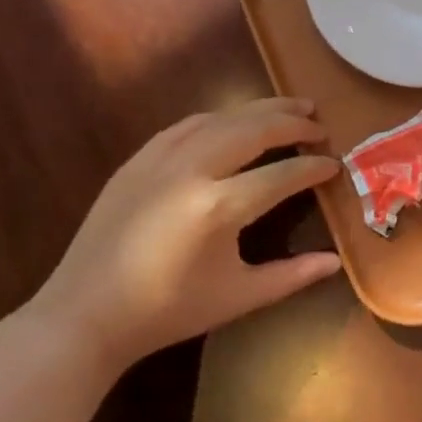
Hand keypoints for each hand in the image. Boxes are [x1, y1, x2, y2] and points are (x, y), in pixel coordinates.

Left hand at [29, 98, 342, 375]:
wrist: (85, 315)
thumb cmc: (167, 312)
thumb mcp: (238, 297)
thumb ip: (291, 276)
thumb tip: (336, 262)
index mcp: (219, 207)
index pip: (281, 173)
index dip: (313, 167)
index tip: (334, 164)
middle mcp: (192, 170)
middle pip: (254, 129)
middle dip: (293, 122)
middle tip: (320, 125)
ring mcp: (160, 159)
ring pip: (222, 117)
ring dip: (261, 110)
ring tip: (291, 107)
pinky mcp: (138, 159)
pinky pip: (188, 124)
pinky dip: (220, 117)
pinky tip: (236, 120)